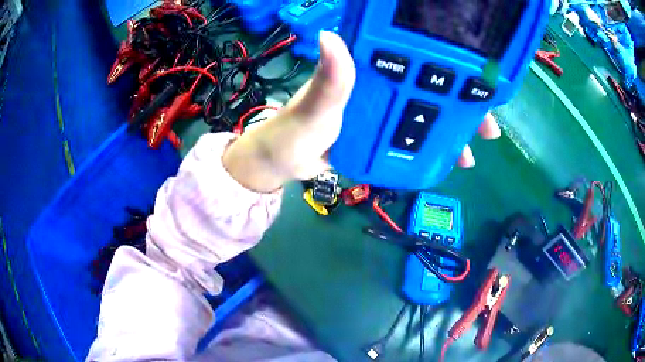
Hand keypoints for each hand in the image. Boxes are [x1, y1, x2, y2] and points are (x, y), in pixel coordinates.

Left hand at [223, 31, 500, 192]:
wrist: (283, 163)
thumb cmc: (294, 131)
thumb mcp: (313, 106)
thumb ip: (328, 79)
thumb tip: (332, 37)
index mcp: (366, 69)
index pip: (413, 58)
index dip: (447, 65)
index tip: (477, 80)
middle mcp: (380, 86)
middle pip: (431, 88)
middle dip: (462, 105)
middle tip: (487, 126)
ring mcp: (382, 112)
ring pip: (425, 116)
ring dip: (450, 132)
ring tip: (470, 151)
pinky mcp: (380, 135)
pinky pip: (412, 138)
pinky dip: (430, 148)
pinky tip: (445, 160)